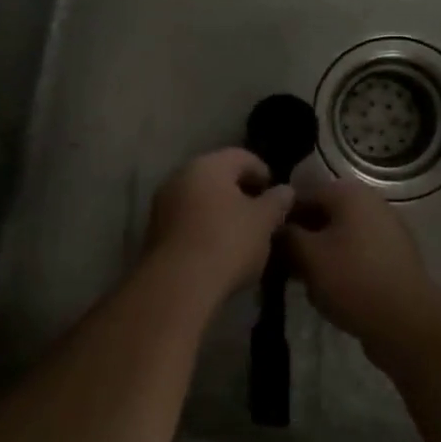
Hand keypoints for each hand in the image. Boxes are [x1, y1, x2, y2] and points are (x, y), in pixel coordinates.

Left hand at [143, 148, 294, 307]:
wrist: (178, 284)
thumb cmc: (227, 242)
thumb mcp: (263, 222)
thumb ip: (277, 201)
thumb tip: (286, 190)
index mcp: (208, 165)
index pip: (242, 157)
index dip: (263, 173)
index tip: (277, 197)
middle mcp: (180, 175)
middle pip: (218, 177)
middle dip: (241, 193)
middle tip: (262, 216)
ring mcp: (163, 203)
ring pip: (201, 199)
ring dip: (221, 211)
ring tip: (242, 235)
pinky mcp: (154, 230)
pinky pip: (187, 220)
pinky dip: (204, 227)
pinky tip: (218, 249)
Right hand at [284, 179, 440, 348]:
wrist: (408, 322)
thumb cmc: (352, 280)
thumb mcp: (307, 256)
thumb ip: (285, 235)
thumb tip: (274, 227)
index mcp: (349, 193)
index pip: (301, 193)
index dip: (279, 216)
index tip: (264, 241)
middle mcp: (370, 203)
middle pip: (322, 214)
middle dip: (300, 237)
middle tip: (279, 263)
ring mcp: (386, 230)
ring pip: (338, 235)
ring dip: (318, 253)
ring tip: (301, 280)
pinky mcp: (393, 257)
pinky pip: (356, 253)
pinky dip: (339, 265)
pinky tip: (326, 290)